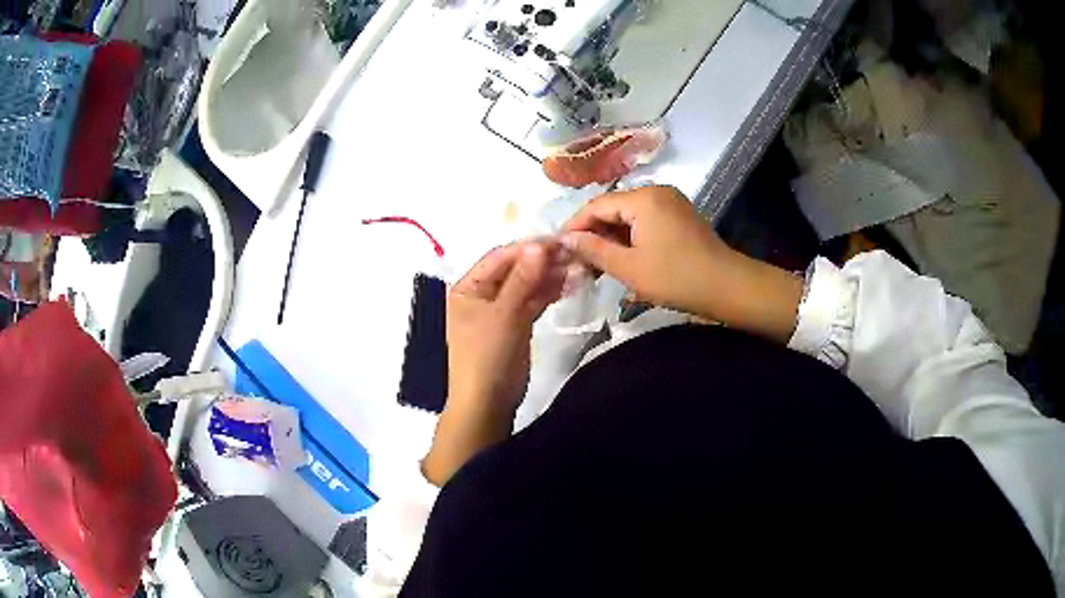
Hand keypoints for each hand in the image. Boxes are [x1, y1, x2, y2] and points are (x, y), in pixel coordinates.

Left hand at [423, 240, 565, 485]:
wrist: (488, 402)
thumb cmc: (486, 355)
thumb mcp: (503, 314)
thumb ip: (522, 279)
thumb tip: (539, 246)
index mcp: (468, 288)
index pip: (500, 258)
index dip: (527, 248)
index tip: (558, 240)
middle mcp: (482, 295)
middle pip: (515, 270)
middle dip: (542, 262)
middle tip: (573, 253)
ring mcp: (500, 310)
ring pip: (526, 285)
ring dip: (549, 277)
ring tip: (577, 267)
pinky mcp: (516, 324)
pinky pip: (532, 302)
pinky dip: (548, 293)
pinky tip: (570, 284)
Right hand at [562, 185, 803, 342]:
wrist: (727, 287)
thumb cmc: (676, 278)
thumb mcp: (629, 267)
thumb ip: (594, 250)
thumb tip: (565, 239)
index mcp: (643, 199)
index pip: (597, 205)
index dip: (575, 226)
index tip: (559, 248)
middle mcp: (656, 191)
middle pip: (613, 208)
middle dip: (593, 233)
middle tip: (577, 260)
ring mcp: (670, 202)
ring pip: (629, 216)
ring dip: (611, 237)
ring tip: (596, 263)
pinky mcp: (679, 216)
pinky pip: (645, 221)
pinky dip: (630, 237)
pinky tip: (621, 257)